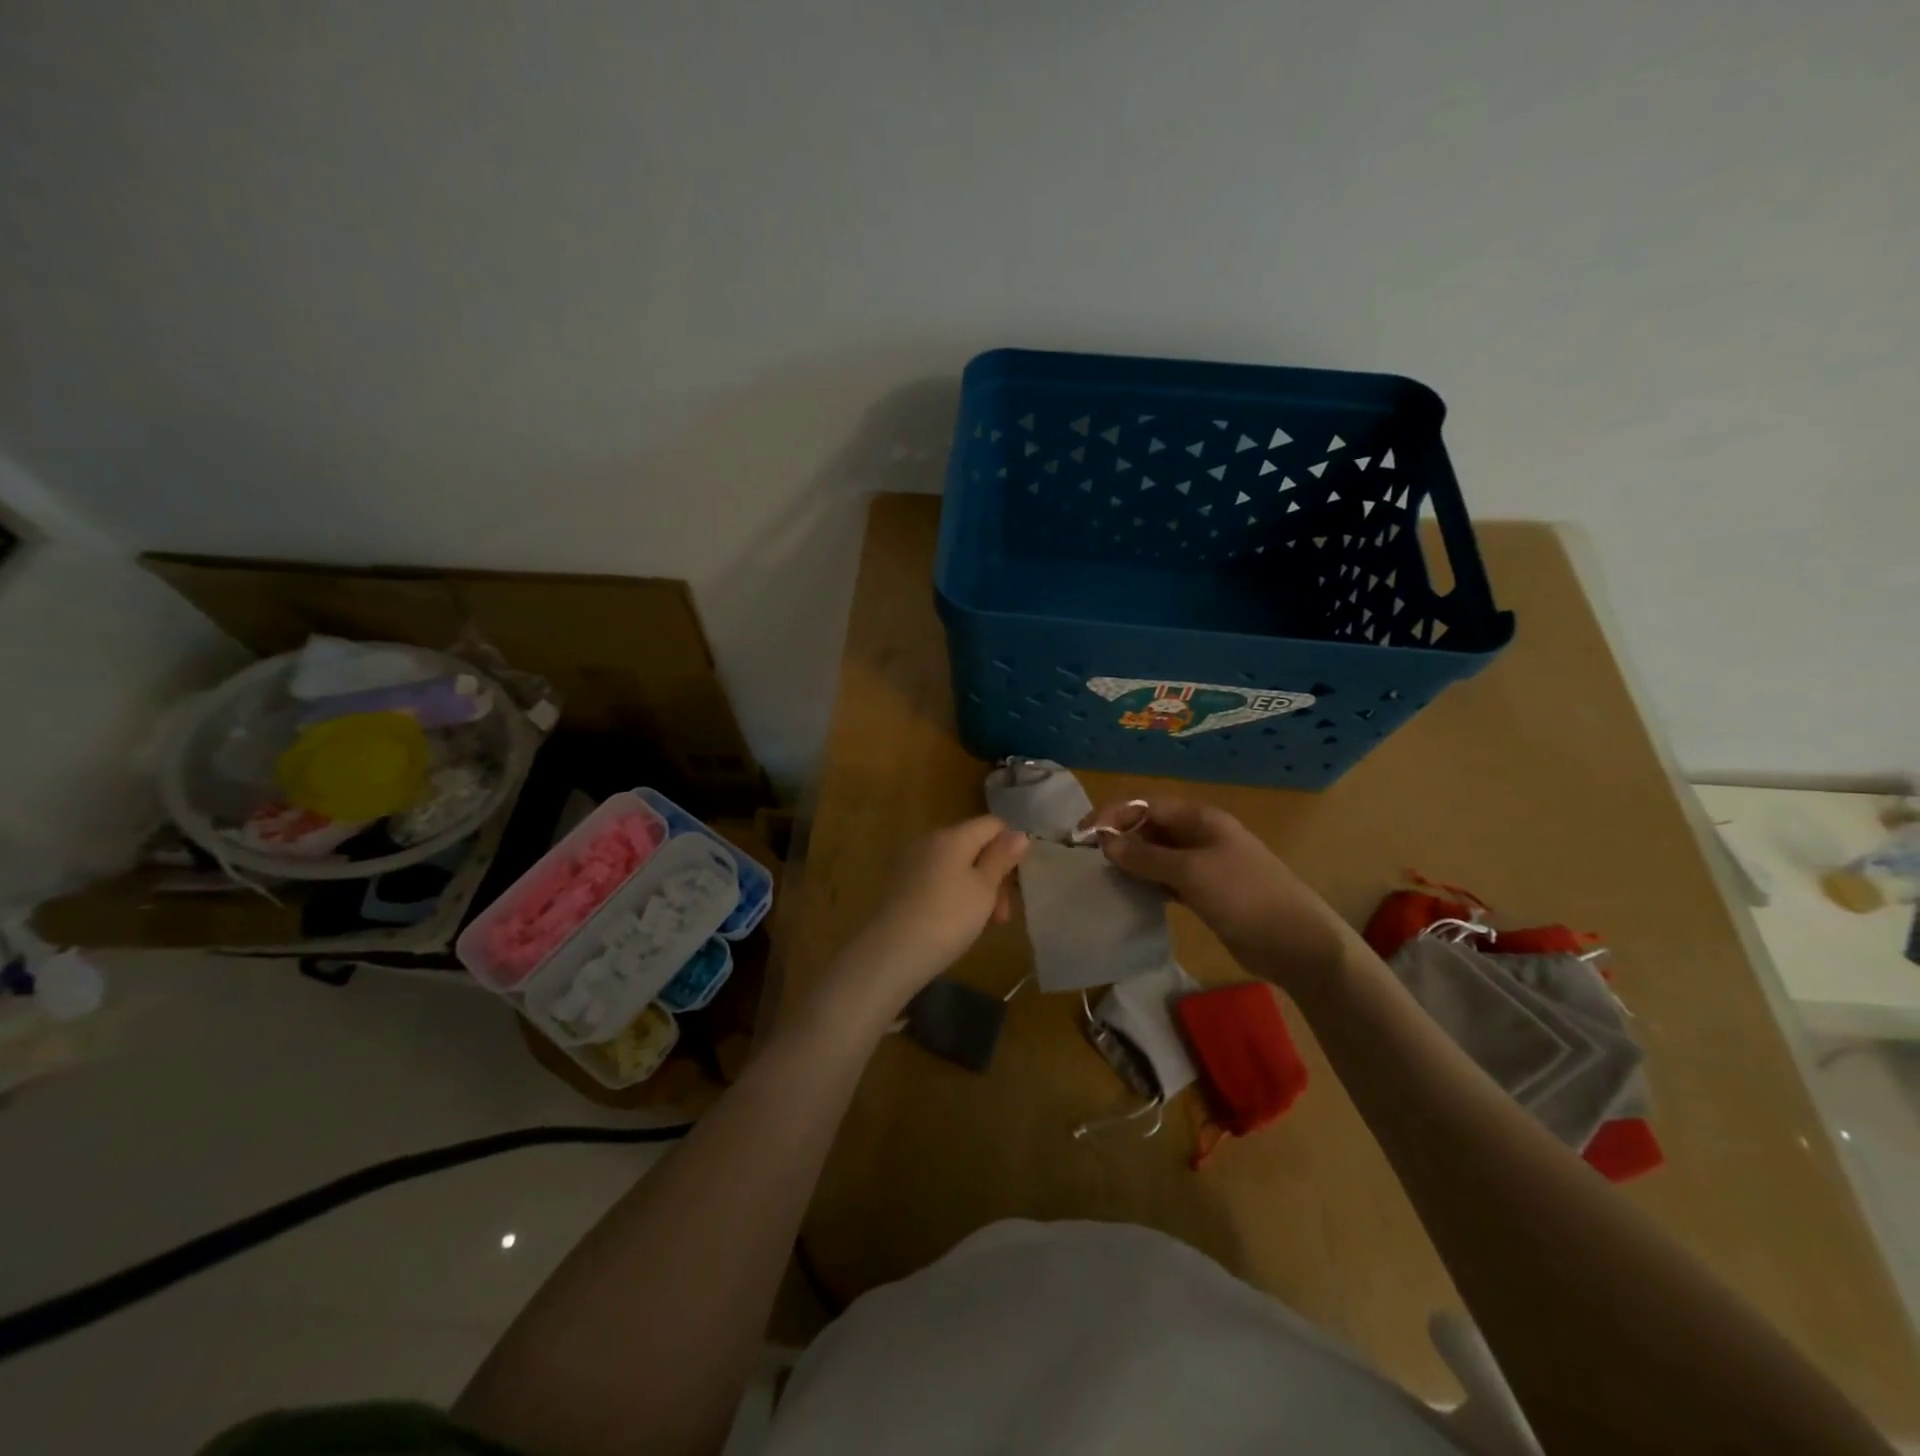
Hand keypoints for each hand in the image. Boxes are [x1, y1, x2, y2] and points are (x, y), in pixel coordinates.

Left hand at [829, 815, 1027, 1018]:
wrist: (893, 951)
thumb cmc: (948, 917)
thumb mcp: (984, 889)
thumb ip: (1001, 858)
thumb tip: (1019, 833)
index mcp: (953, 835)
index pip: (992, 824)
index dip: (1011, 847)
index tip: (1017, 882)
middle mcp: (930, 840)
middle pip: (974, 846)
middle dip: (994, 876)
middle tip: (1002, 915)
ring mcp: (912, 862)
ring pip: (956, 866)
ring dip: (976, 889)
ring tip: (983, 924)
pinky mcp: (901, 884)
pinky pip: (938, 880)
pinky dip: (954, 895)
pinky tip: (956, 923)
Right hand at [1083, 798, 1351, 994]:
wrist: (1296, 943)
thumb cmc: (1244, 896)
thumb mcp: (1191, 872)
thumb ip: (1146, 856)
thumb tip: (1106, 842)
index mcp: (1200, 819)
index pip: (1147, 806)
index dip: (1113, 815)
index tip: (1083, 834)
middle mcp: (1200, 836)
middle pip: (1150, 828)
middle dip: (1120, 838)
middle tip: (1087, 859)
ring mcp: (1204, 866)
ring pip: (1157, 855)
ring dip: (1131, 862)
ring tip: (1102, 876)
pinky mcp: (1205, 893)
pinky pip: (1167, 880)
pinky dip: (1147, 883)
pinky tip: (1129, 894)